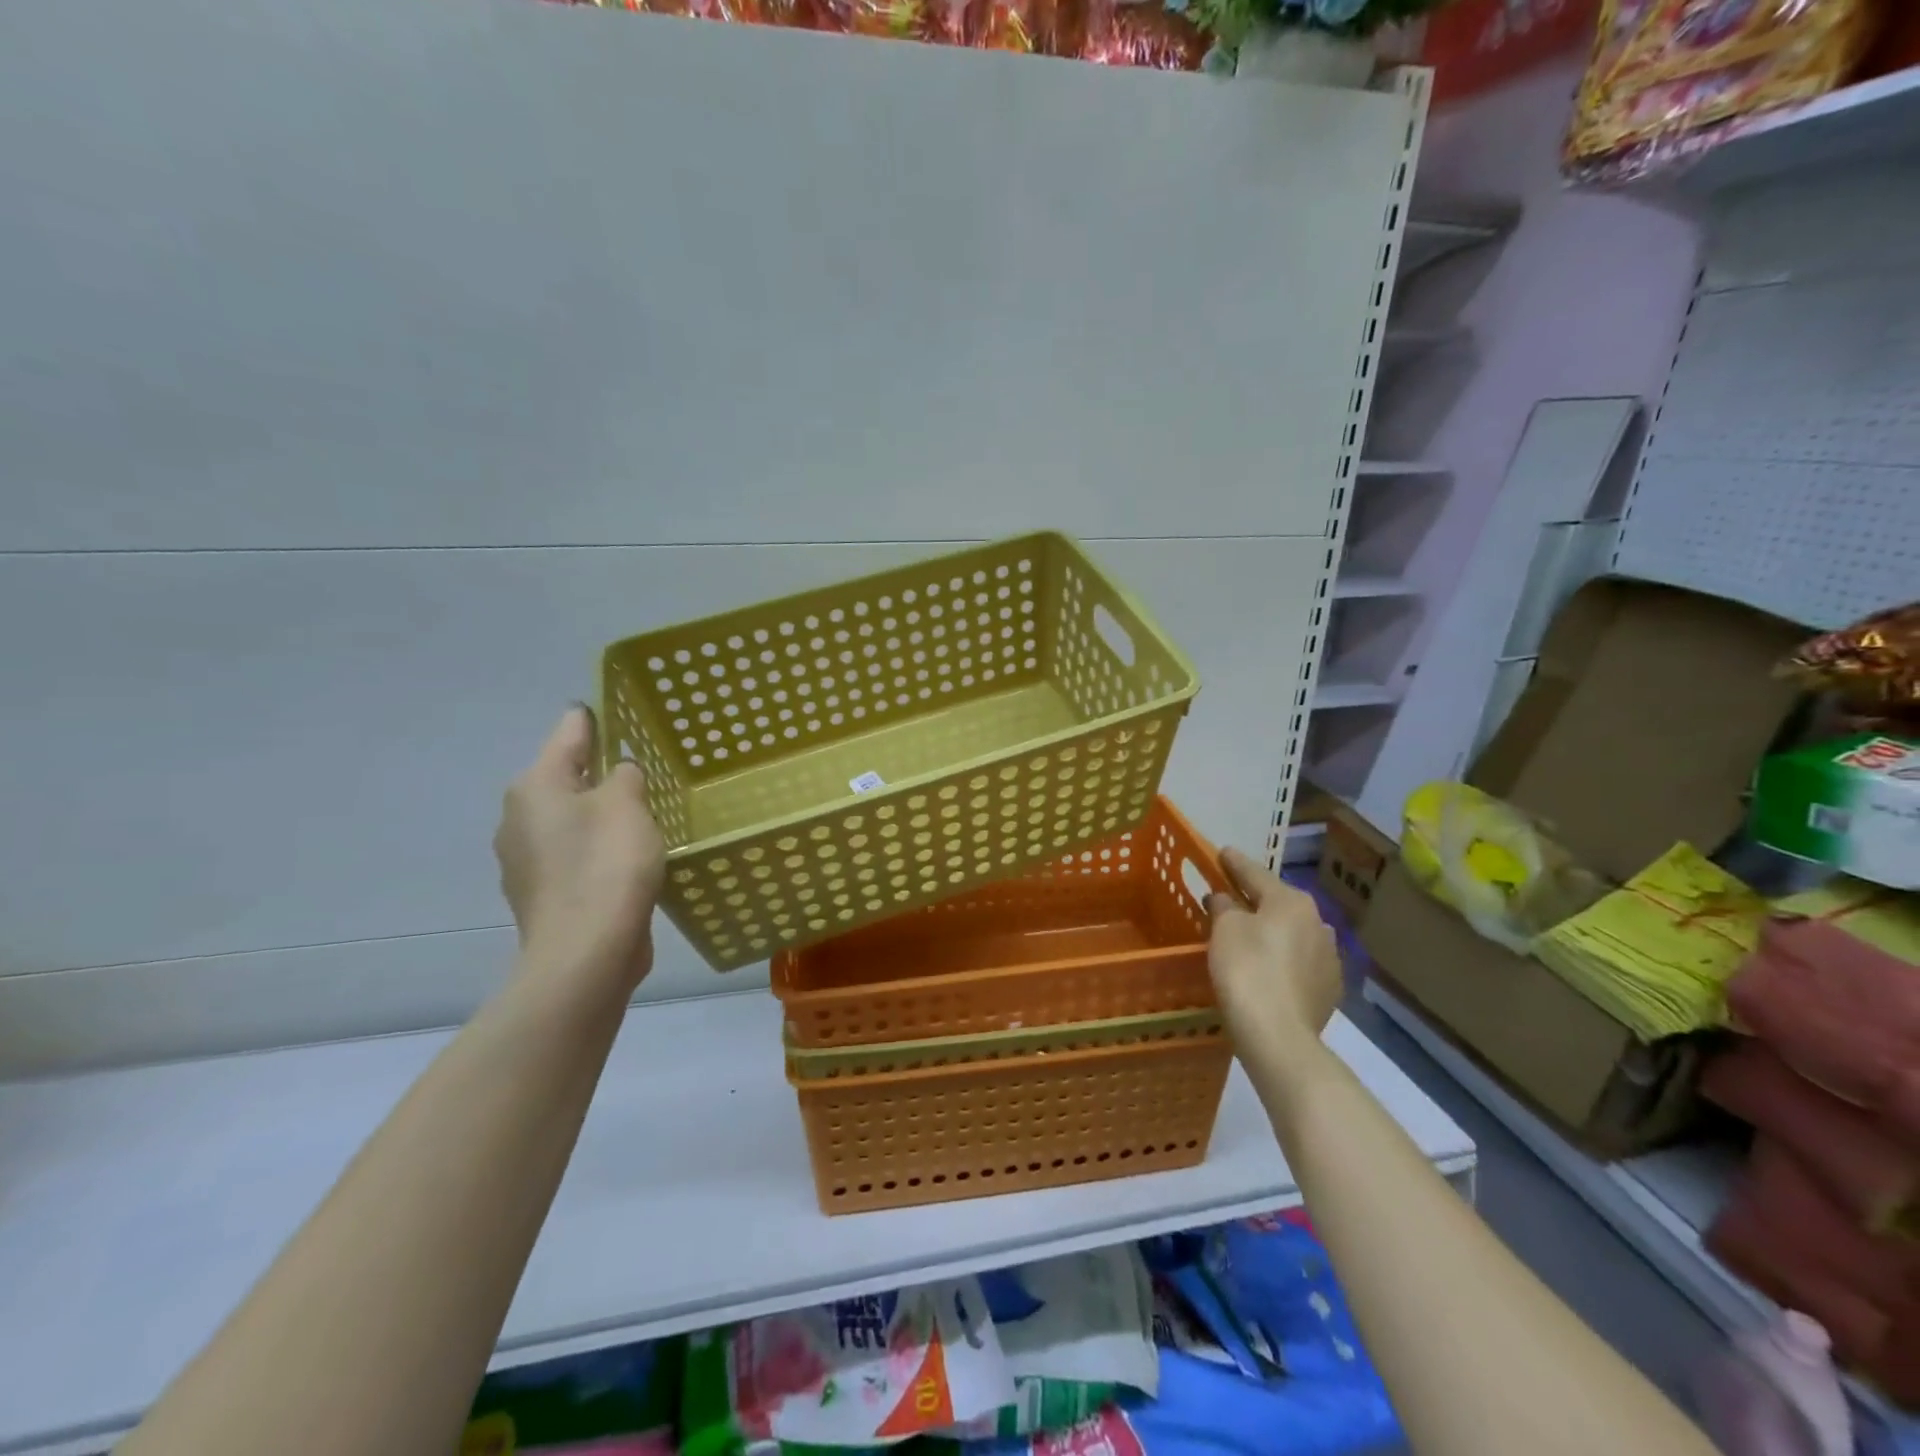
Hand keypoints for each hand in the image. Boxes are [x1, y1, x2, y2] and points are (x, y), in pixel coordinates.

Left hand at [495, 706, 666, 995]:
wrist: (587, 952)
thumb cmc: (607, 864)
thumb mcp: (628, 804)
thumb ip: (625, 775)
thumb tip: (618, 773)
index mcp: (534, 786)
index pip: (569, 733)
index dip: (594, 719)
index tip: (616, 709)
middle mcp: (519, 818)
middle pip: (565, 779)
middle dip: (599, 773)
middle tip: (643, 770)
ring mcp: (526, 861)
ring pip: (570, 820)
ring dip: (599, 815)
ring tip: (642, 816)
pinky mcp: (543, 895)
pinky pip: (574, 856)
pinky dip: (597, 851)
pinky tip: (627, 861)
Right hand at [1205, 848, 1341, 1060]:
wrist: (1278, 1035)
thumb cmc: (1246, 969)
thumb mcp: (1224, 929)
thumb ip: (1224, 906)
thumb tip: (1225, 899)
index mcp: (1291, 901)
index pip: (1256, 873)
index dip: (1235, 863)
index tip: (1223, 852)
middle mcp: (1318, 922)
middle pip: (1278, 903)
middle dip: (1255, 899)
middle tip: (1231, 896)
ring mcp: (1329, 957)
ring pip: (1293, 933)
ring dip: (1272, 930)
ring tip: (1250, 936)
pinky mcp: (1329, 989)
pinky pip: (1300, 962)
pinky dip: (1283, 958)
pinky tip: (1269, 968)